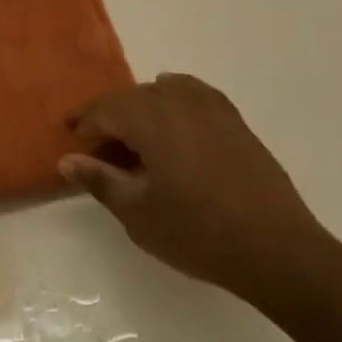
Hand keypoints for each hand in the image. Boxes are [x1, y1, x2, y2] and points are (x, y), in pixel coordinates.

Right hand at [61, 74, 339, 312]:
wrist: (275, 249)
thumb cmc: (197, 233)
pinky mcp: (235, 121)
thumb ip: (99, 180)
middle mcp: (179, 102)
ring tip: (134, 138)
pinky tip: (174, 122)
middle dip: (110, 118)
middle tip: (98, 148)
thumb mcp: (137, 213)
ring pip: (163, 92)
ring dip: (141, 109)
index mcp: (150, 120)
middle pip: (132, 97)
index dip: (85, 127)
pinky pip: (194, 94)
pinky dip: (175, 100)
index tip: (75, 148)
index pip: (105, 110)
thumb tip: (67, 161)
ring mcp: (211, 108)